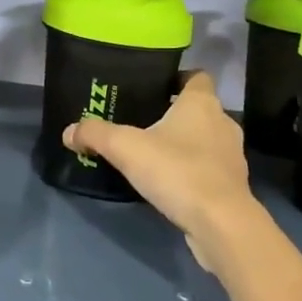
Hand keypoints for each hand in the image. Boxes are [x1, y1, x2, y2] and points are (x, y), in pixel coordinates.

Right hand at [62, 71, 260, 273]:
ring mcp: (232, 155)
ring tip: (153, 155)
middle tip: (142, 123)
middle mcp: (222, 122)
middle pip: (199, 108)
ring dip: (184, 144)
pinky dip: (193, 171)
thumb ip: (96, 135)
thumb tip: (68, 131)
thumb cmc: (177, 171)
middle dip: (174, 114)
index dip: (177, 79)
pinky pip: (209, 168)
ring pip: (205, 139)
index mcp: (202, 103)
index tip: (153, 89)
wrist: (221, 224)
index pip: (197, 76)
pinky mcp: (233, 185)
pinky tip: (170, 184)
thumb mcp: (126, 148)